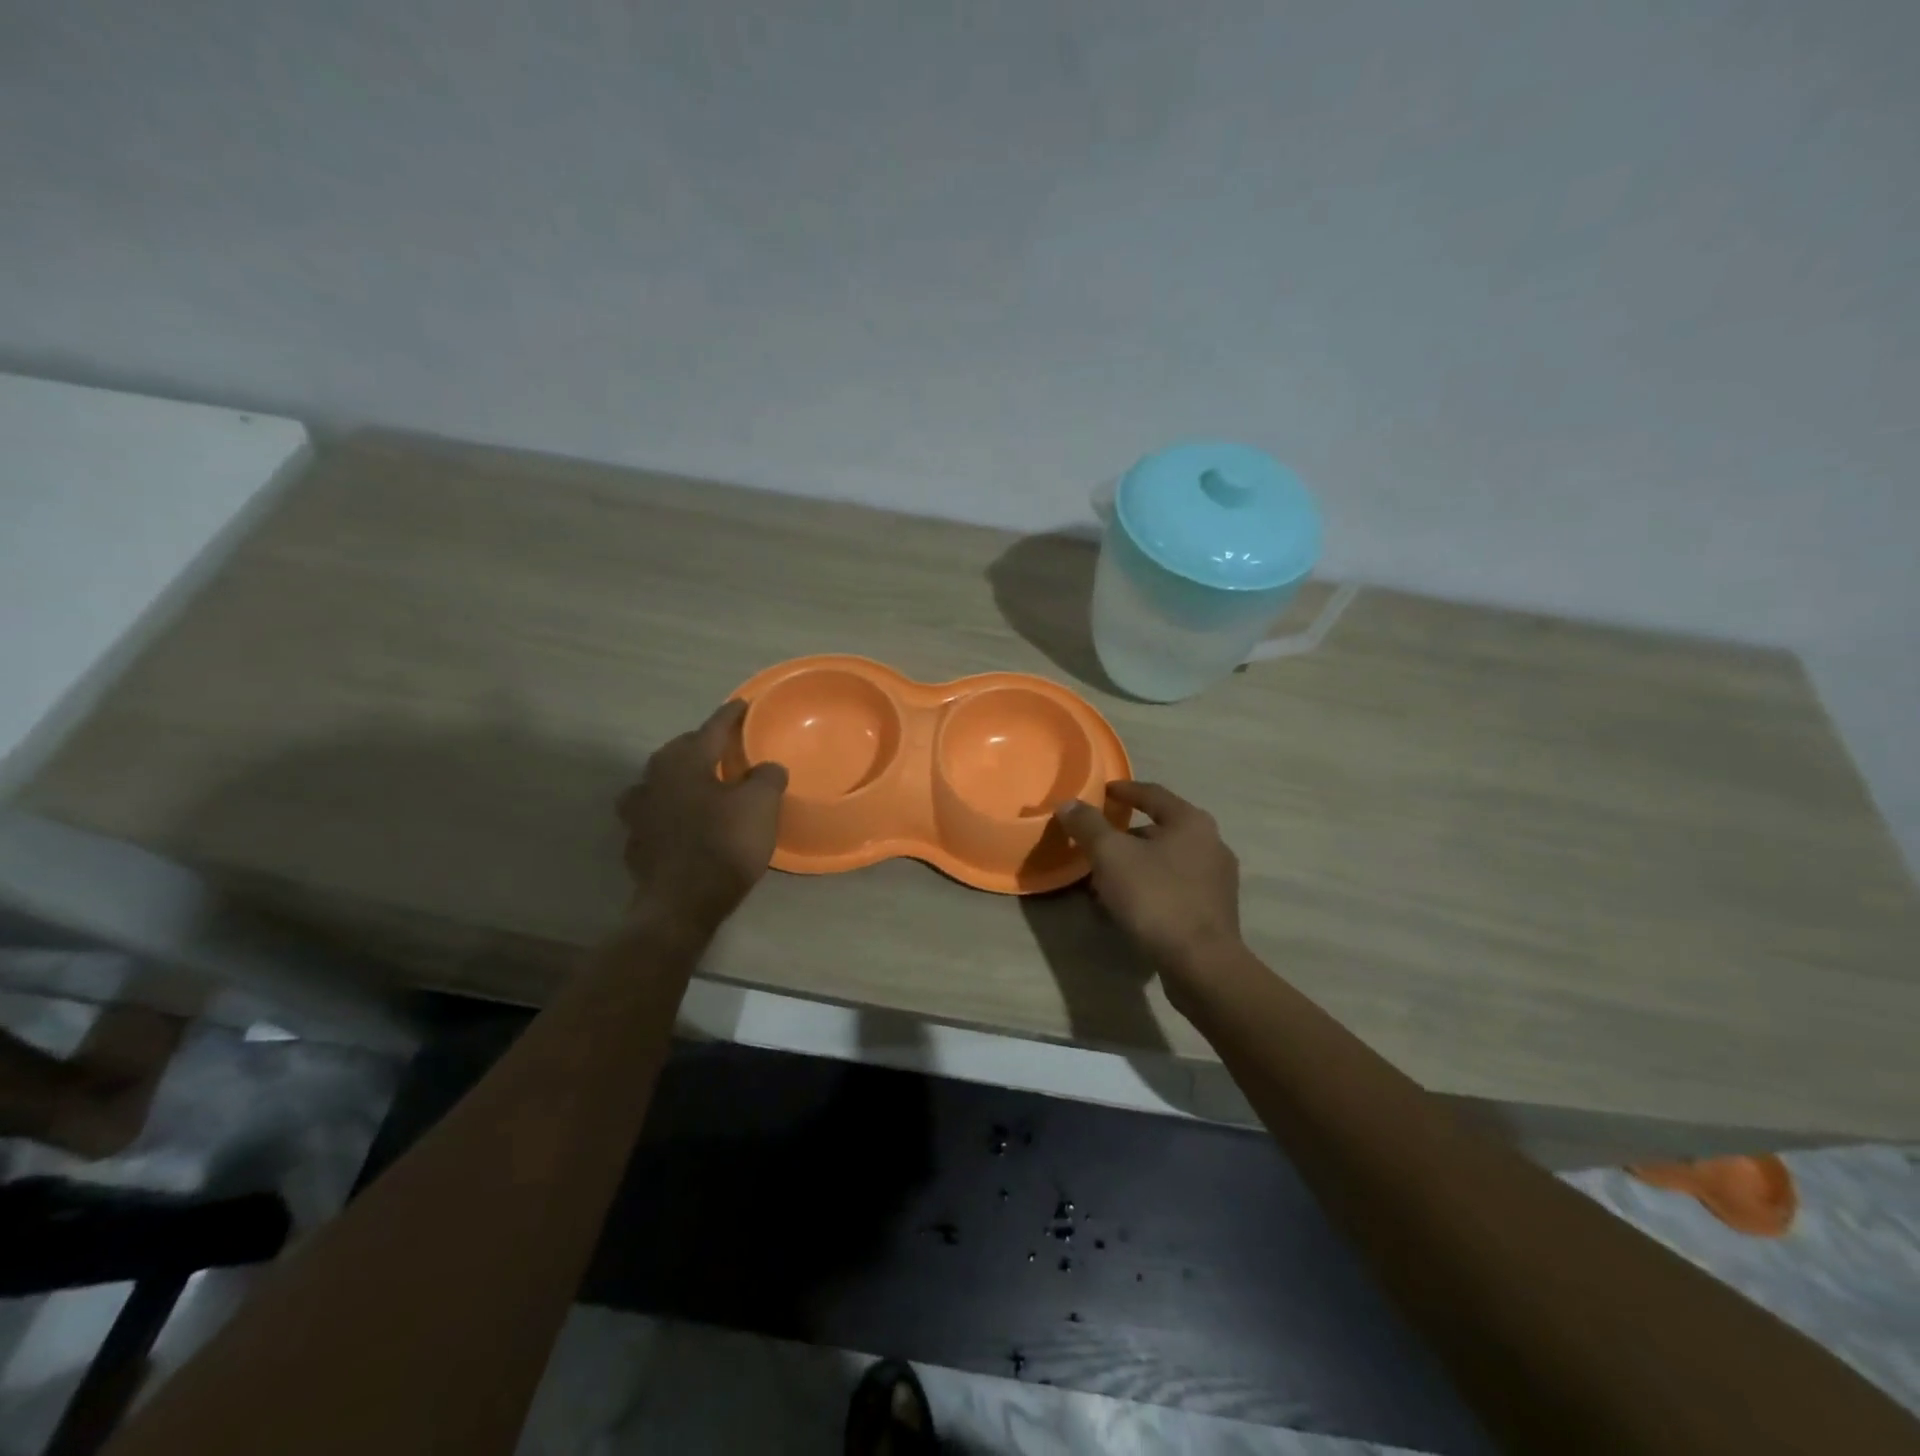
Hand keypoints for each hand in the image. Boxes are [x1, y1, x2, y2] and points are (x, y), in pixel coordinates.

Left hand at [616, 701, 787, 937]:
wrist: (681, 905)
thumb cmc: (724, 845)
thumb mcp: (761, 805)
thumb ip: (767, 777)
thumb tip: (766, 767)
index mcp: (685, 761)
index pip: (711, 728)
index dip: (731, 716)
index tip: (744, 705)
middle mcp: (654, 777)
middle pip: (681, 750)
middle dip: (702, 745)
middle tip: (727, 748)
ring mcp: (638, 810)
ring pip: (661, 780)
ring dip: (681, 777)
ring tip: (702, 783)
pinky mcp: (636, 840)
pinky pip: (655, 812)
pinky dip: (670, 808)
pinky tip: (684, 820)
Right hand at [1054, 781, 1242, 978]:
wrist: (1201, 963)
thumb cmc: (1155, 897)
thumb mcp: (1111, 855)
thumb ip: (1088, 825)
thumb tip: (1068, 803)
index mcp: (1191, 821)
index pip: (1152, 793)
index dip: (1123, 790)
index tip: (1101, 792)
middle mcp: (1212, 843)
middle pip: (1160, 828)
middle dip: (1126, 835)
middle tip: (1097, 842)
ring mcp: (1218, 879)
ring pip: (1167, 860)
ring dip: (1137, 863)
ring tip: (1106, 877)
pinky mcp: (1215, 910)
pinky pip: (1175, 886)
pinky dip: (1151, 886)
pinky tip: (1128, 903)